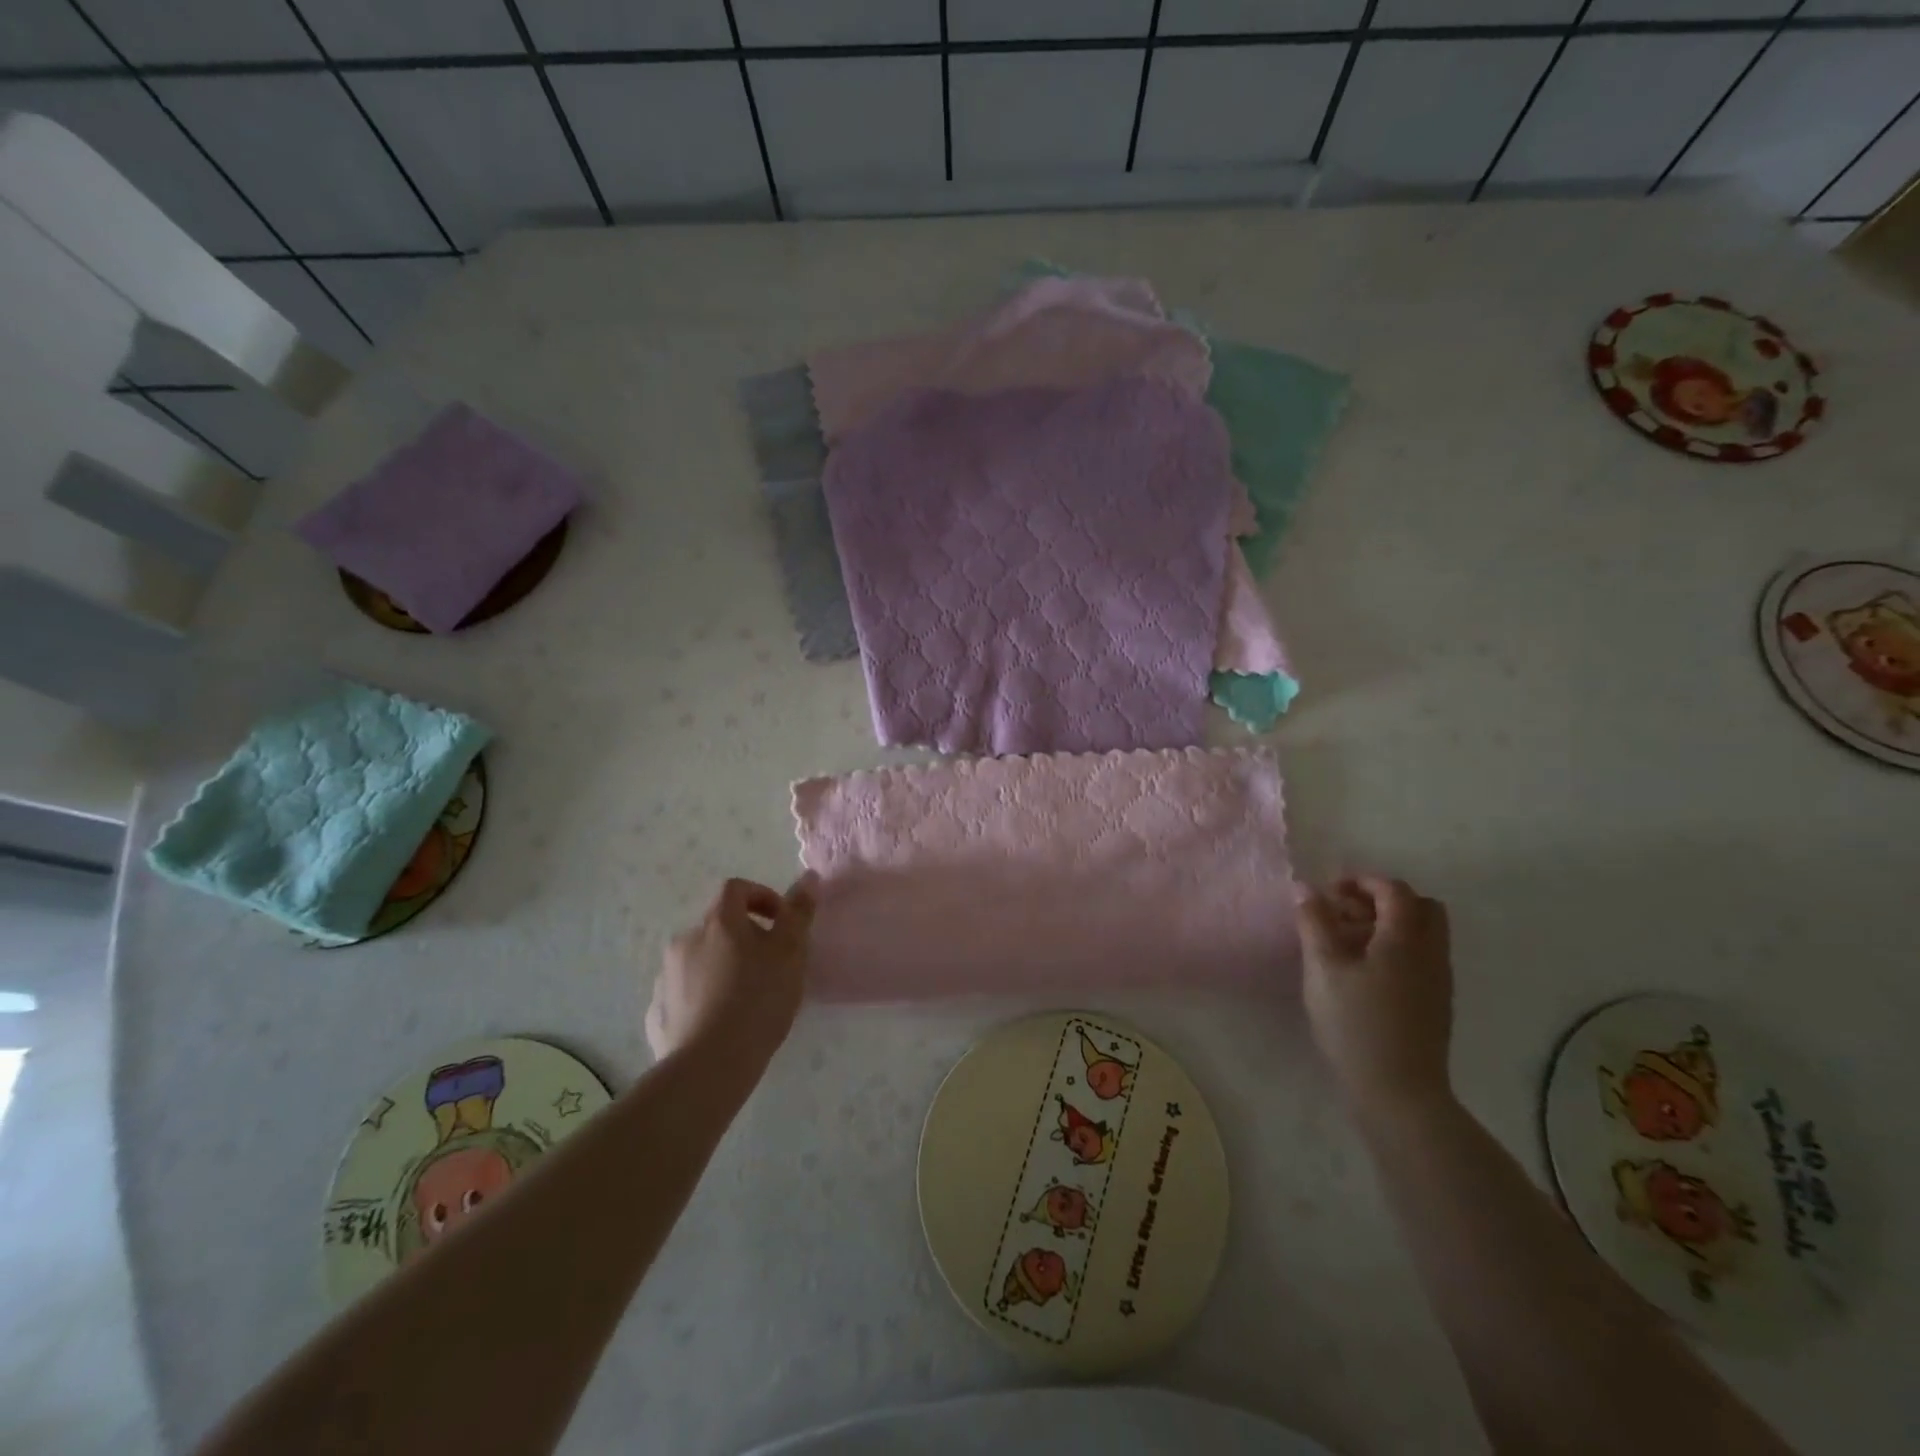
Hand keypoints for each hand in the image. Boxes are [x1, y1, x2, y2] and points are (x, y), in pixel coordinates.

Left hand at [646, 875, 816, 1062]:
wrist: (709, 1067)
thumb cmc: (758, 1000)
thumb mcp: (791, 953)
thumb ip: (798, 913)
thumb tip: (808, 877)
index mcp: (718, 922)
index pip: (736, 889)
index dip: (761, 897)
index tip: (781, 922)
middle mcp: (685, 940)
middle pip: (717, 926)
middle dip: (743, 938)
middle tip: (769, 967)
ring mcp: (666, 977)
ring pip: (699, 960)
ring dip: (721, 967)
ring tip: (744, 999)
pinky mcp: (657, 1012)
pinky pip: (684, 994)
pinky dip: (702, 998)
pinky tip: (719, 1023)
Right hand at [1296, 875, 1454, 1113]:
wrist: (1398, 1092)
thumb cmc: (1355, 1023)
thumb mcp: (1323, 967)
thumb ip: (1314, 922)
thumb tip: (1305, 888)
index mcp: (1406, 939)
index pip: (1394, 890)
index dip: (1362, 881)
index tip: (1330, 891)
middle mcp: (1431, 954)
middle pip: (1421, 907)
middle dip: (1382, 900)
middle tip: (1345, 913)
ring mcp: (1438, 981)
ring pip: (1422, 934)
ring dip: (1388, 926)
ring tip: (1346, 944)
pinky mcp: (1435, 1004)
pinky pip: (1420, 958)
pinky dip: (1395, 950)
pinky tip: (1362, 973)